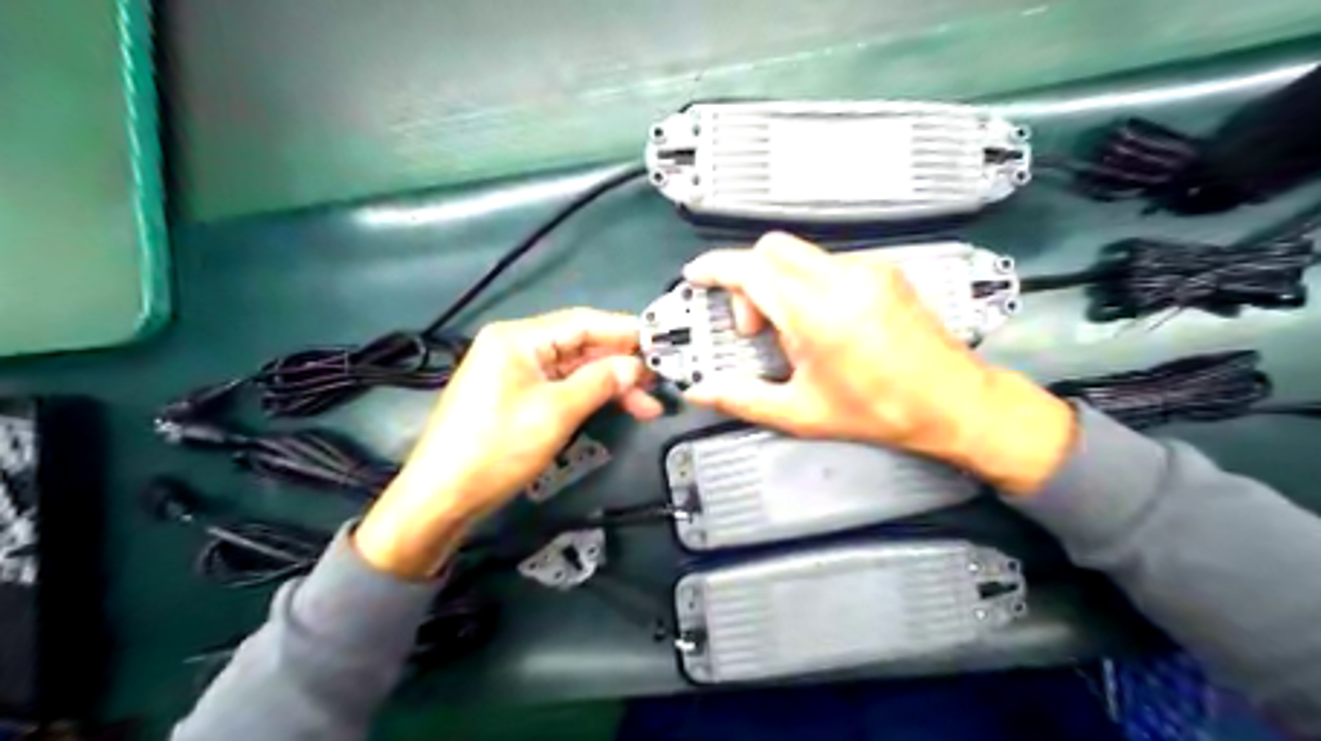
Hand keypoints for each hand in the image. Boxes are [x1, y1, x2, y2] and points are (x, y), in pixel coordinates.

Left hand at [356, 311, 660, 576]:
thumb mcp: (556, 412)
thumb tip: (635, 366)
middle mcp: (516, 346)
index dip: (625, 332)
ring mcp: (514, 372)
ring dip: (609, 384)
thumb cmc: (497, 448)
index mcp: (518, 337)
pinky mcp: (515, 396)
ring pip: (574, 368)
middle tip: (658, 384)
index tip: (662, 344)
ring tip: (647, 406)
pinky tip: (616, 407)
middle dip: (620, 365)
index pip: (583, 322)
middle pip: (580, 345)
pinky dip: (589, 396)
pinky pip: (561, 386)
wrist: (441, 497)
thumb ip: (600, 382)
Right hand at [681, 234, 1071, 495]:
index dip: (715, 268)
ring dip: (779, 283)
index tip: (697, 276)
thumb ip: (742, 399)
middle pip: (772, 249)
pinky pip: (828, 262)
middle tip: (753, 326)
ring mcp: (867, 271)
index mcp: (817, 313)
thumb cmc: (883, 410)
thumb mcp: (802, 413)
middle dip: (748, 279)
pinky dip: (808, 283)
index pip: (751, 269)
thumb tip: (703, 392)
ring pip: (800, 255)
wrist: (953, 402)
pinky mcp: (884, 272)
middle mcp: (842, 280)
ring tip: (792, 332)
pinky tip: (821, 322)